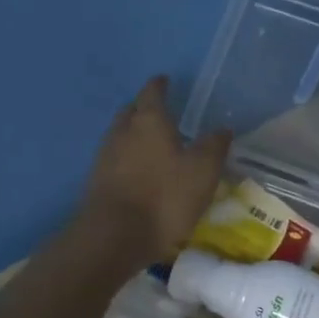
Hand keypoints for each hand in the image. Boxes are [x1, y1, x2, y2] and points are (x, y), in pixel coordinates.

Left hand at [79, 77, 230, 266]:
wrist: (115, 236)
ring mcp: (105, 157)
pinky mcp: (96, 182)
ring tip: (151, 143)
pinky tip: (138, 171)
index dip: (160, 85)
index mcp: (149, 121)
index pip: (152, 93)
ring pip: (120, 135)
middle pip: (131, 111)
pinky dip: (127, 158)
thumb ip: (214, 147)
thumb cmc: (164, 198)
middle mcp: (122, 131)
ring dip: (134, 134)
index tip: (165, 80)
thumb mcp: (203, 172)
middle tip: (159, 112)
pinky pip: (114, 159)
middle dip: (144, 108)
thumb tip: (222, 129)